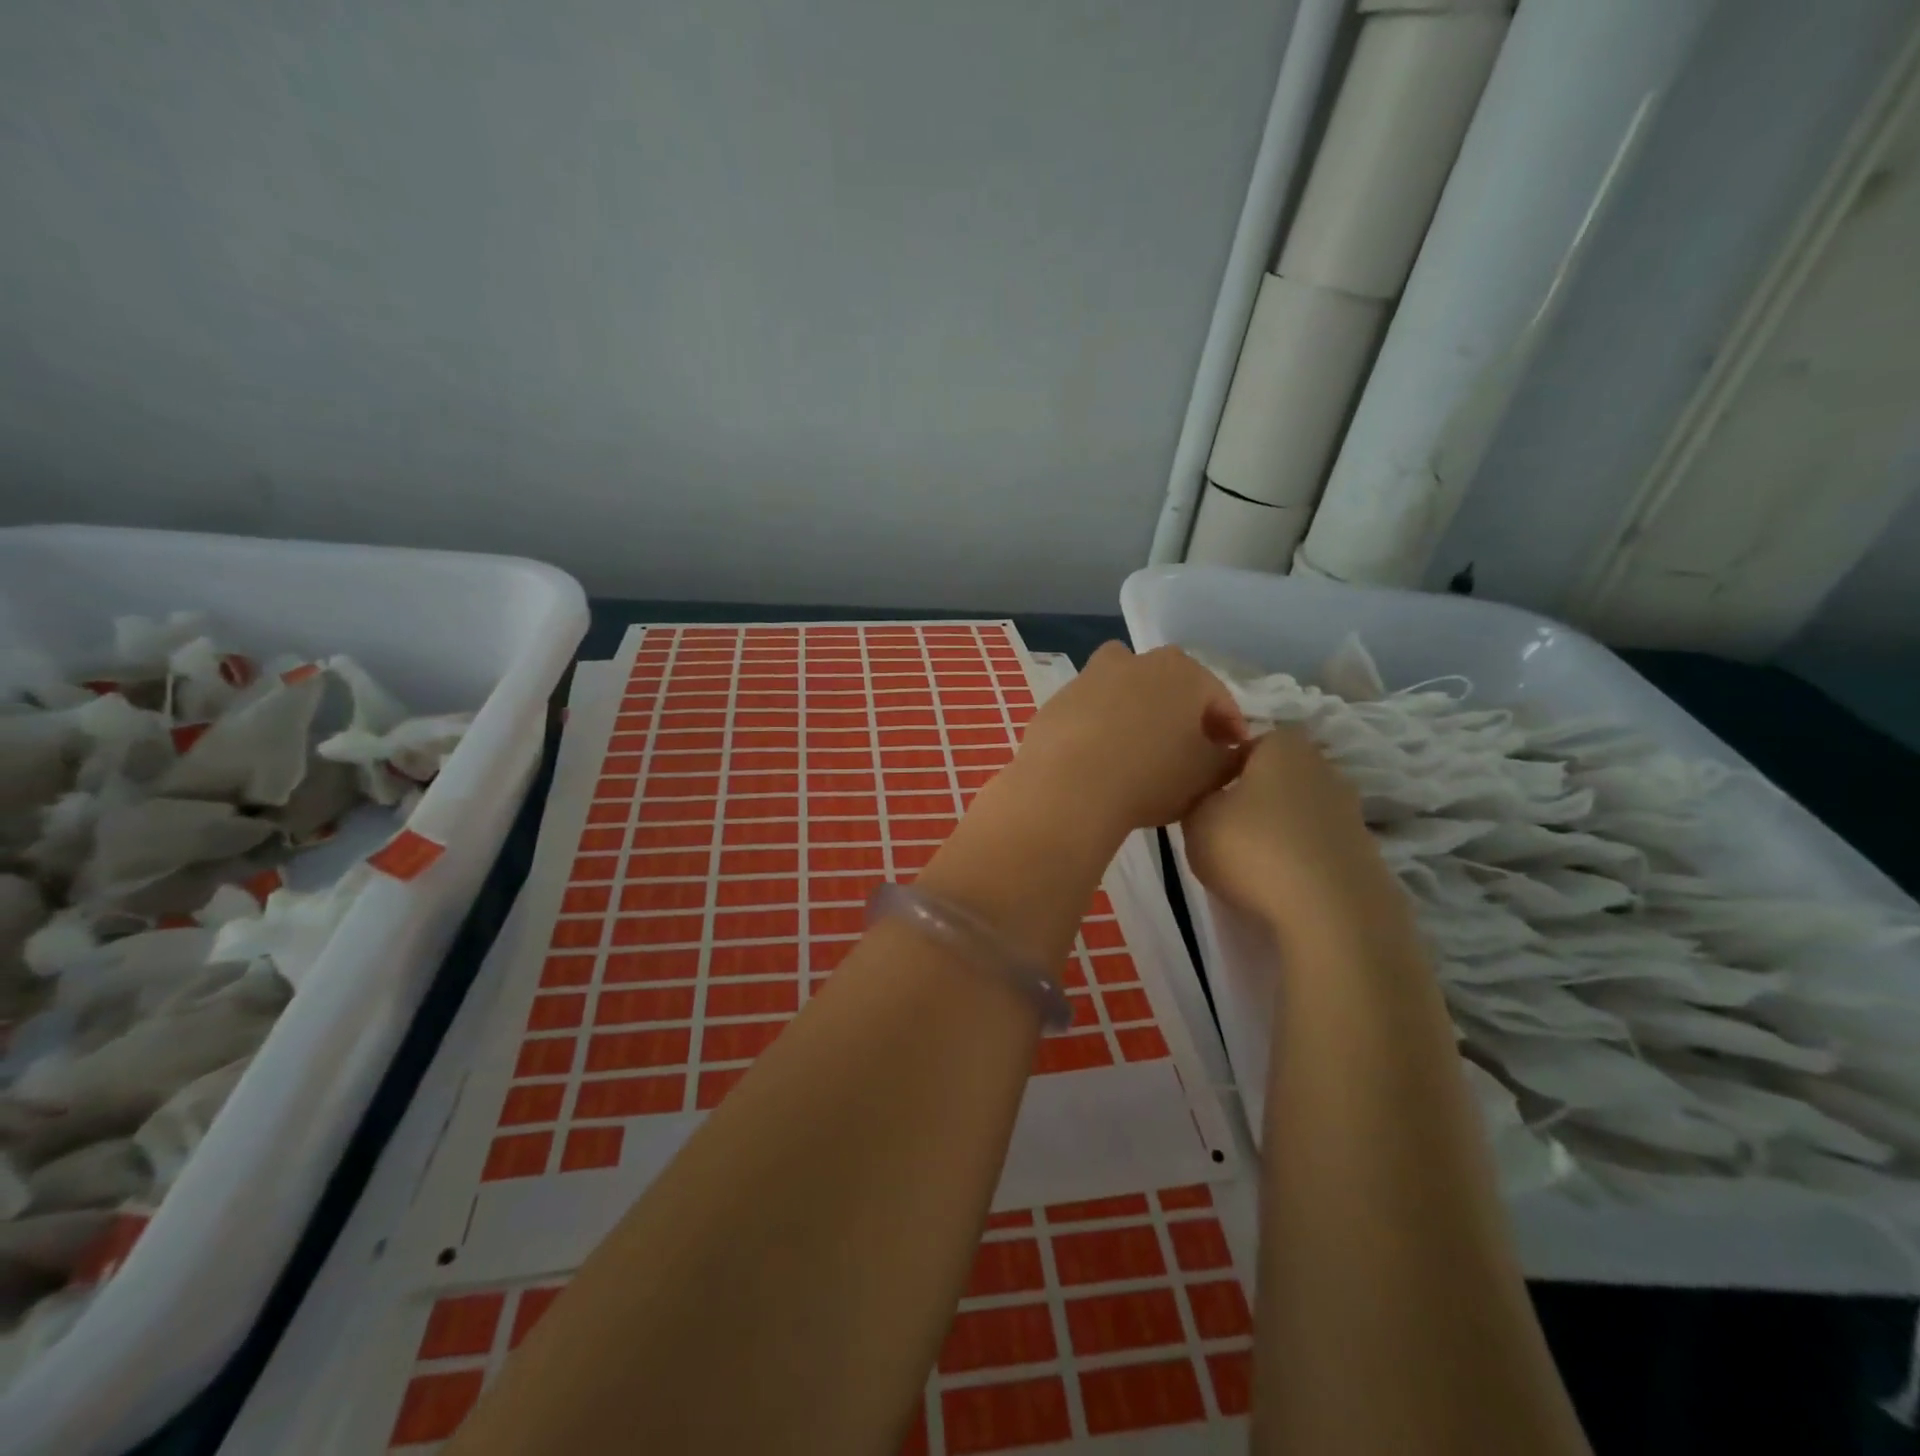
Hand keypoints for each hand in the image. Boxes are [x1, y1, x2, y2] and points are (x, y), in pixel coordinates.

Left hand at [1006, 643, 1246, 833]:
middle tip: (1187, 749)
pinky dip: (1100, 725)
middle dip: (1182, 713)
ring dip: (1137, 711)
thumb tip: (1230, 752)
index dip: (1229, 729)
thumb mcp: (1207, 776)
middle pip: (1170, 686)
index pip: (1218, 699)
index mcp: (1184, 672)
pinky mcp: (1059, 698)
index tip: (1230, 754)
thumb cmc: (1150, 776)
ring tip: (1139, 749)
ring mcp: (1092, 676)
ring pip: (1126, 691)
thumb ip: (1229, 760)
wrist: (1067, 786)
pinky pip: (1091, 710)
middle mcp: (1138, 661)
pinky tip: (1100, 756)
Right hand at [1180, 724, 1381, 920]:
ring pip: (1299, 812)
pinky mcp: (1365, 852)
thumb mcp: (1196, 819)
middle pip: (1277, 776)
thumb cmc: (1253, 849)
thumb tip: (1211, 796)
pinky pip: (1318, 846)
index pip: (1247, 743)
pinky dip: (1300, 859)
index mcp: (1283, 746)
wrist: (1330, 913)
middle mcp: (1323, 768)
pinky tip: (1281, 883)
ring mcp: (1350, 811)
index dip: (1223, 768)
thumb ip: (1198, 797)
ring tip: (1251, 862)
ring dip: (1278, 830)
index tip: (1205, 796)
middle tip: (1224, 827)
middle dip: (1253, 797)